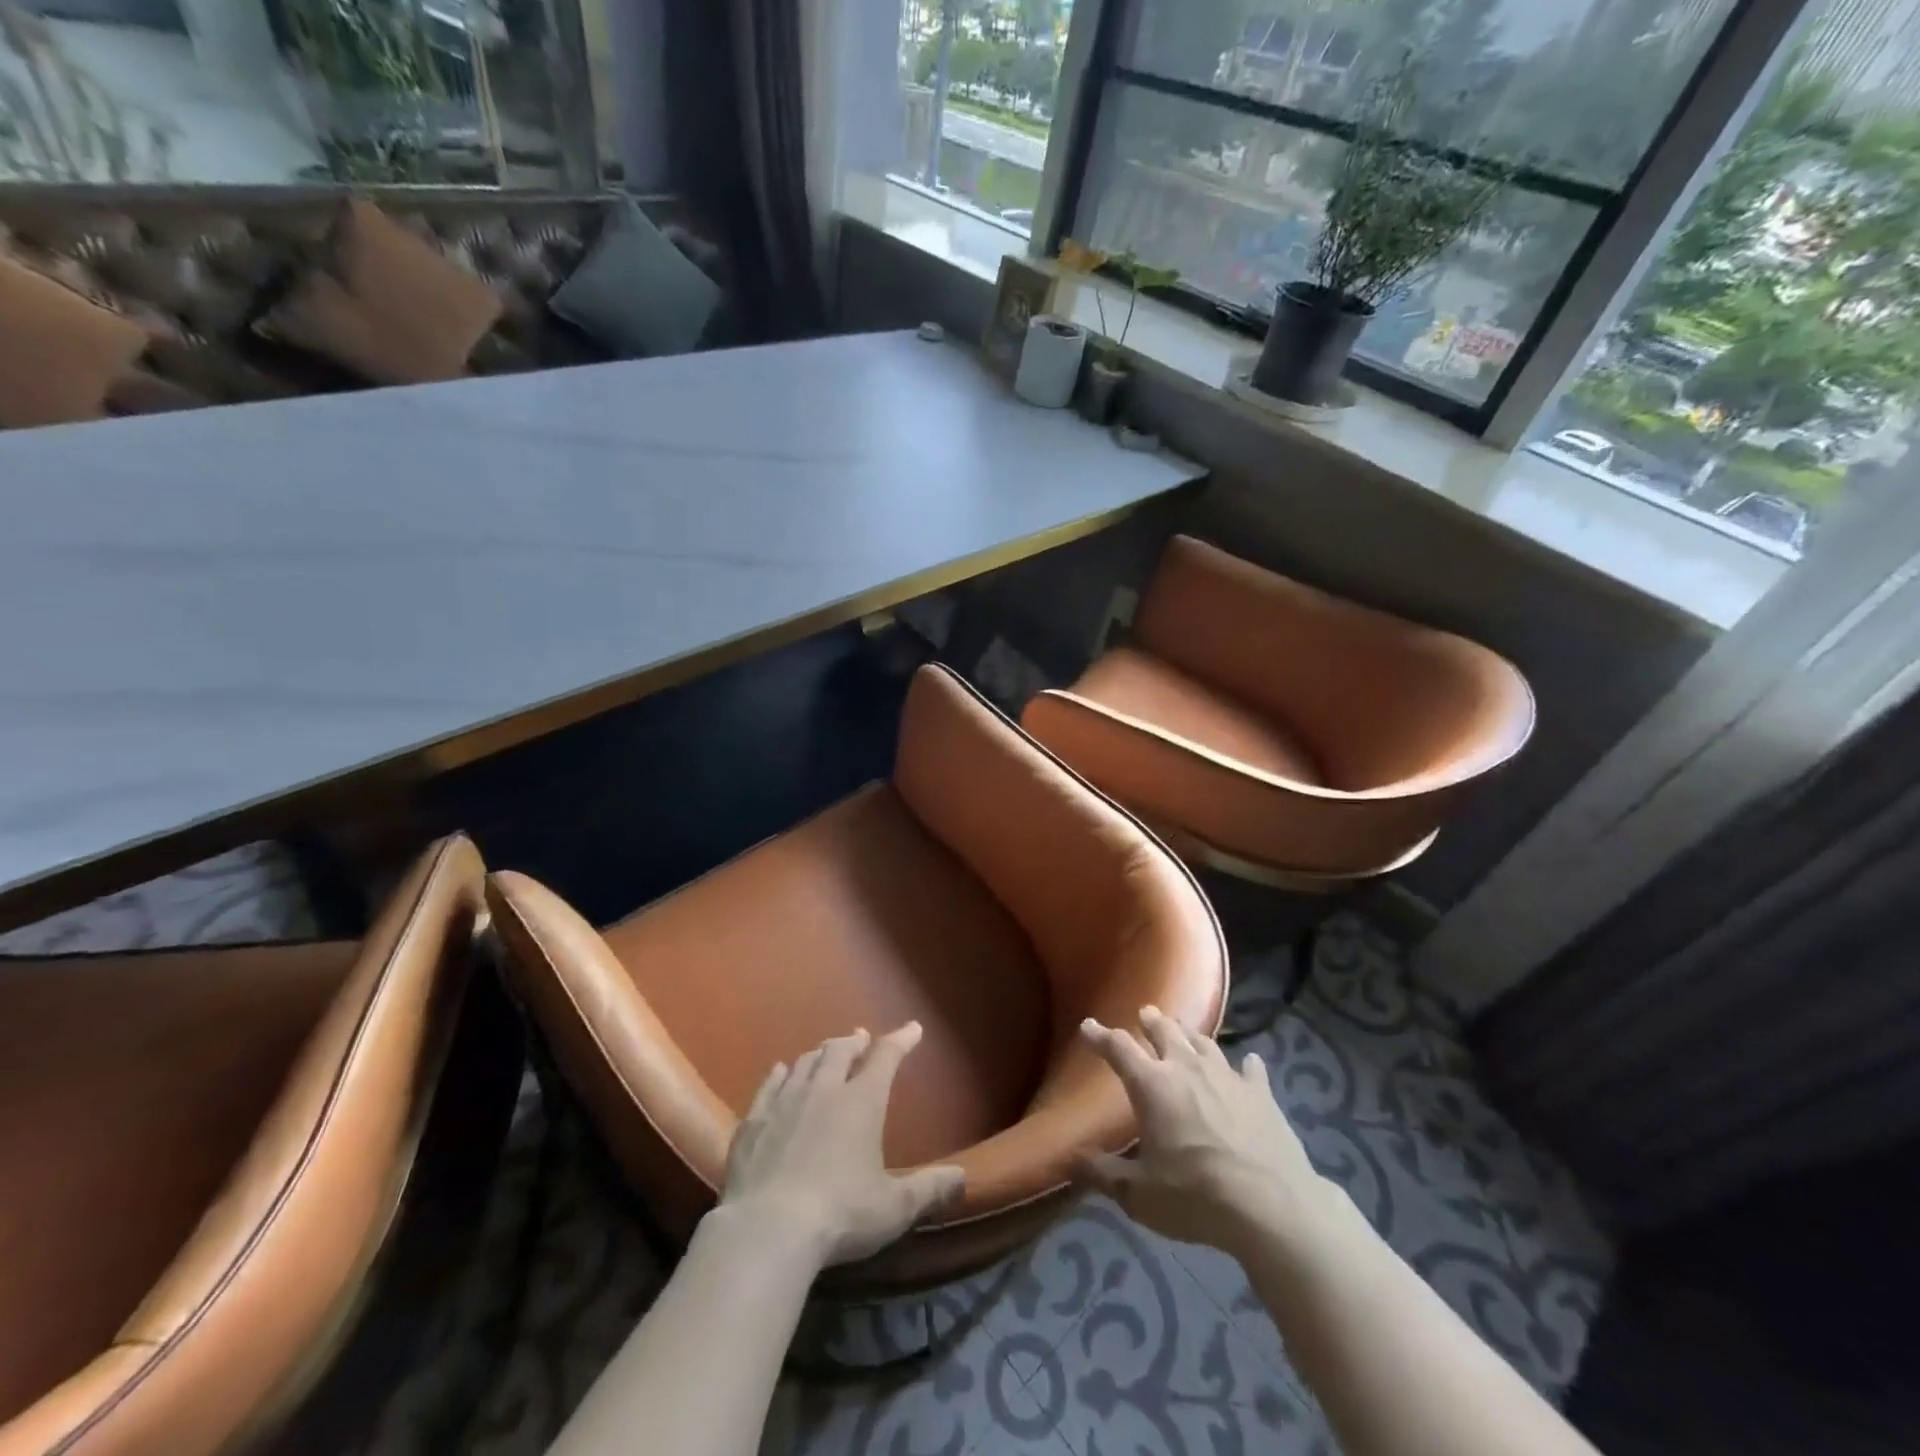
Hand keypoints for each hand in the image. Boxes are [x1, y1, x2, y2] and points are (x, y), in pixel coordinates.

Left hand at [719, 1022, 964, 1267]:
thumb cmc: (840, 1215)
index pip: (886, 1057)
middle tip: (861, 1039)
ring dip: (820, 1054)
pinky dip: (782, 1072)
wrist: (767, 1230)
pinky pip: (771, 1082)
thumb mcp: (894, 1208)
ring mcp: (785, 1100)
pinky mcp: (754, 1119)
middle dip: (854, 1042)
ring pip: (806, 1061)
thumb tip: (963, 1177)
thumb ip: (929, 1189)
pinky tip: (782, 1071)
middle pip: (840, 1050)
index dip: (901, 1040)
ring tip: (826, 1054)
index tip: (913, 1029)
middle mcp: (824, 1089)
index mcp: (862, 1102)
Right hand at [1076, 1006, 1340, 1255]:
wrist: (1272, 1206)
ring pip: (1203, 1042)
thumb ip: (1104, 1174)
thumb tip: (1073, 1160)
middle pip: (1165, 1032)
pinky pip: (1251, 1069)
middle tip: (1145, 1013)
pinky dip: (1246, 1064)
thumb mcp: (1140, 1195)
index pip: (1118, 1048)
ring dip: (1189, 1033)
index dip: (1100, 1036)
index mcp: (1152, 1085)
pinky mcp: (1261, 1093)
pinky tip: (1249, 1062)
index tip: (1088, 1025)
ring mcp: (1227, 1076)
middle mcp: (1186, 1068)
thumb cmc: (1196, 1196)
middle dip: (1151, 1021)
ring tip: (1184, 1030)